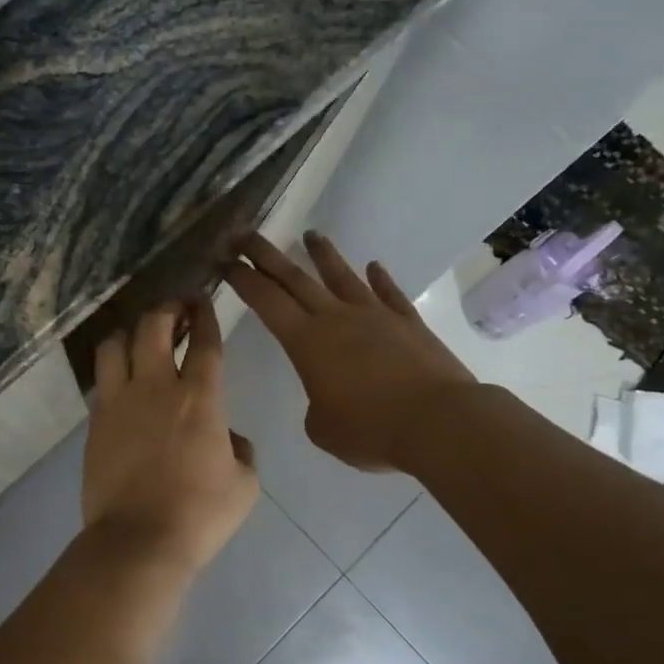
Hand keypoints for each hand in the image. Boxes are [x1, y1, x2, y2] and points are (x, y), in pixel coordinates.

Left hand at [83, 299, 258, 571]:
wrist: (139, 540)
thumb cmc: (200, 514)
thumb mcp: (244, 484)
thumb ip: (241, 450)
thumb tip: (228, 438)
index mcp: (200, 398)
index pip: (205, 341)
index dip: (206, 314)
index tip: (205, 300)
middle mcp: (156, 387)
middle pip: (154, 326)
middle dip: (167, 307)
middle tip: (177, 308)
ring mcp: (119, 401)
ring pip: (116, 344)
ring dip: (131, 332)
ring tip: (141, 337)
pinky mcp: (96, 421)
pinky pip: (101, 380)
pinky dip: (113, 368)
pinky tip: (122, 378)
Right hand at [225, 232, 475, 472]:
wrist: (439, 422)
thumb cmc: (370, 430)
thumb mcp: (323, 429)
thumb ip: (316, 407)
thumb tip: (328, 396)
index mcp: (306, 341)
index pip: (265, 300)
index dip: (242, 279)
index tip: (224, 260)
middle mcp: (336, 318)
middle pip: (294, 277)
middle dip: (265, 254)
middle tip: (244, 234)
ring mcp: (375, 316)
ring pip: (342, 276)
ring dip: (323, 255)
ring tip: (311, 234)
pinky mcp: (409, 323)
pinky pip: (390, 294)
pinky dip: (380, 279)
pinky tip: (374, 266)